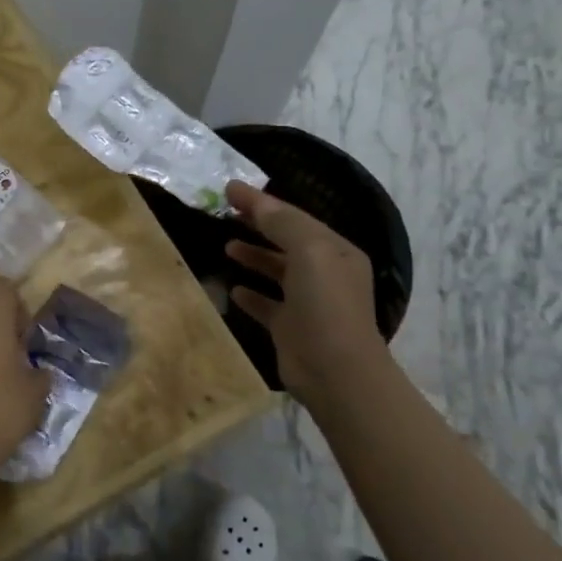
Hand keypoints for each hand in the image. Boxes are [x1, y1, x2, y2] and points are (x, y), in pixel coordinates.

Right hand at [223, 180, 387, 398]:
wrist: (335, 371)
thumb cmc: (325, 304)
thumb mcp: (309, 252)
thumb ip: (281, 222)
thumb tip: (249, 196)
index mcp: (335, 251)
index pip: (294, 217)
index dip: (262, 202)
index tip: (229, 189)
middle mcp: (324, 273)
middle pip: (286, 241)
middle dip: (258, 225)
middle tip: (225, 213)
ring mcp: (307, 302)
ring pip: (276, 271)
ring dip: (253, 256)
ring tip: (226, 247)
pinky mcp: (290, 327)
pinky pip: (266, 304)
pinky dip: (250, 294)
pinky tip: (233, 289)